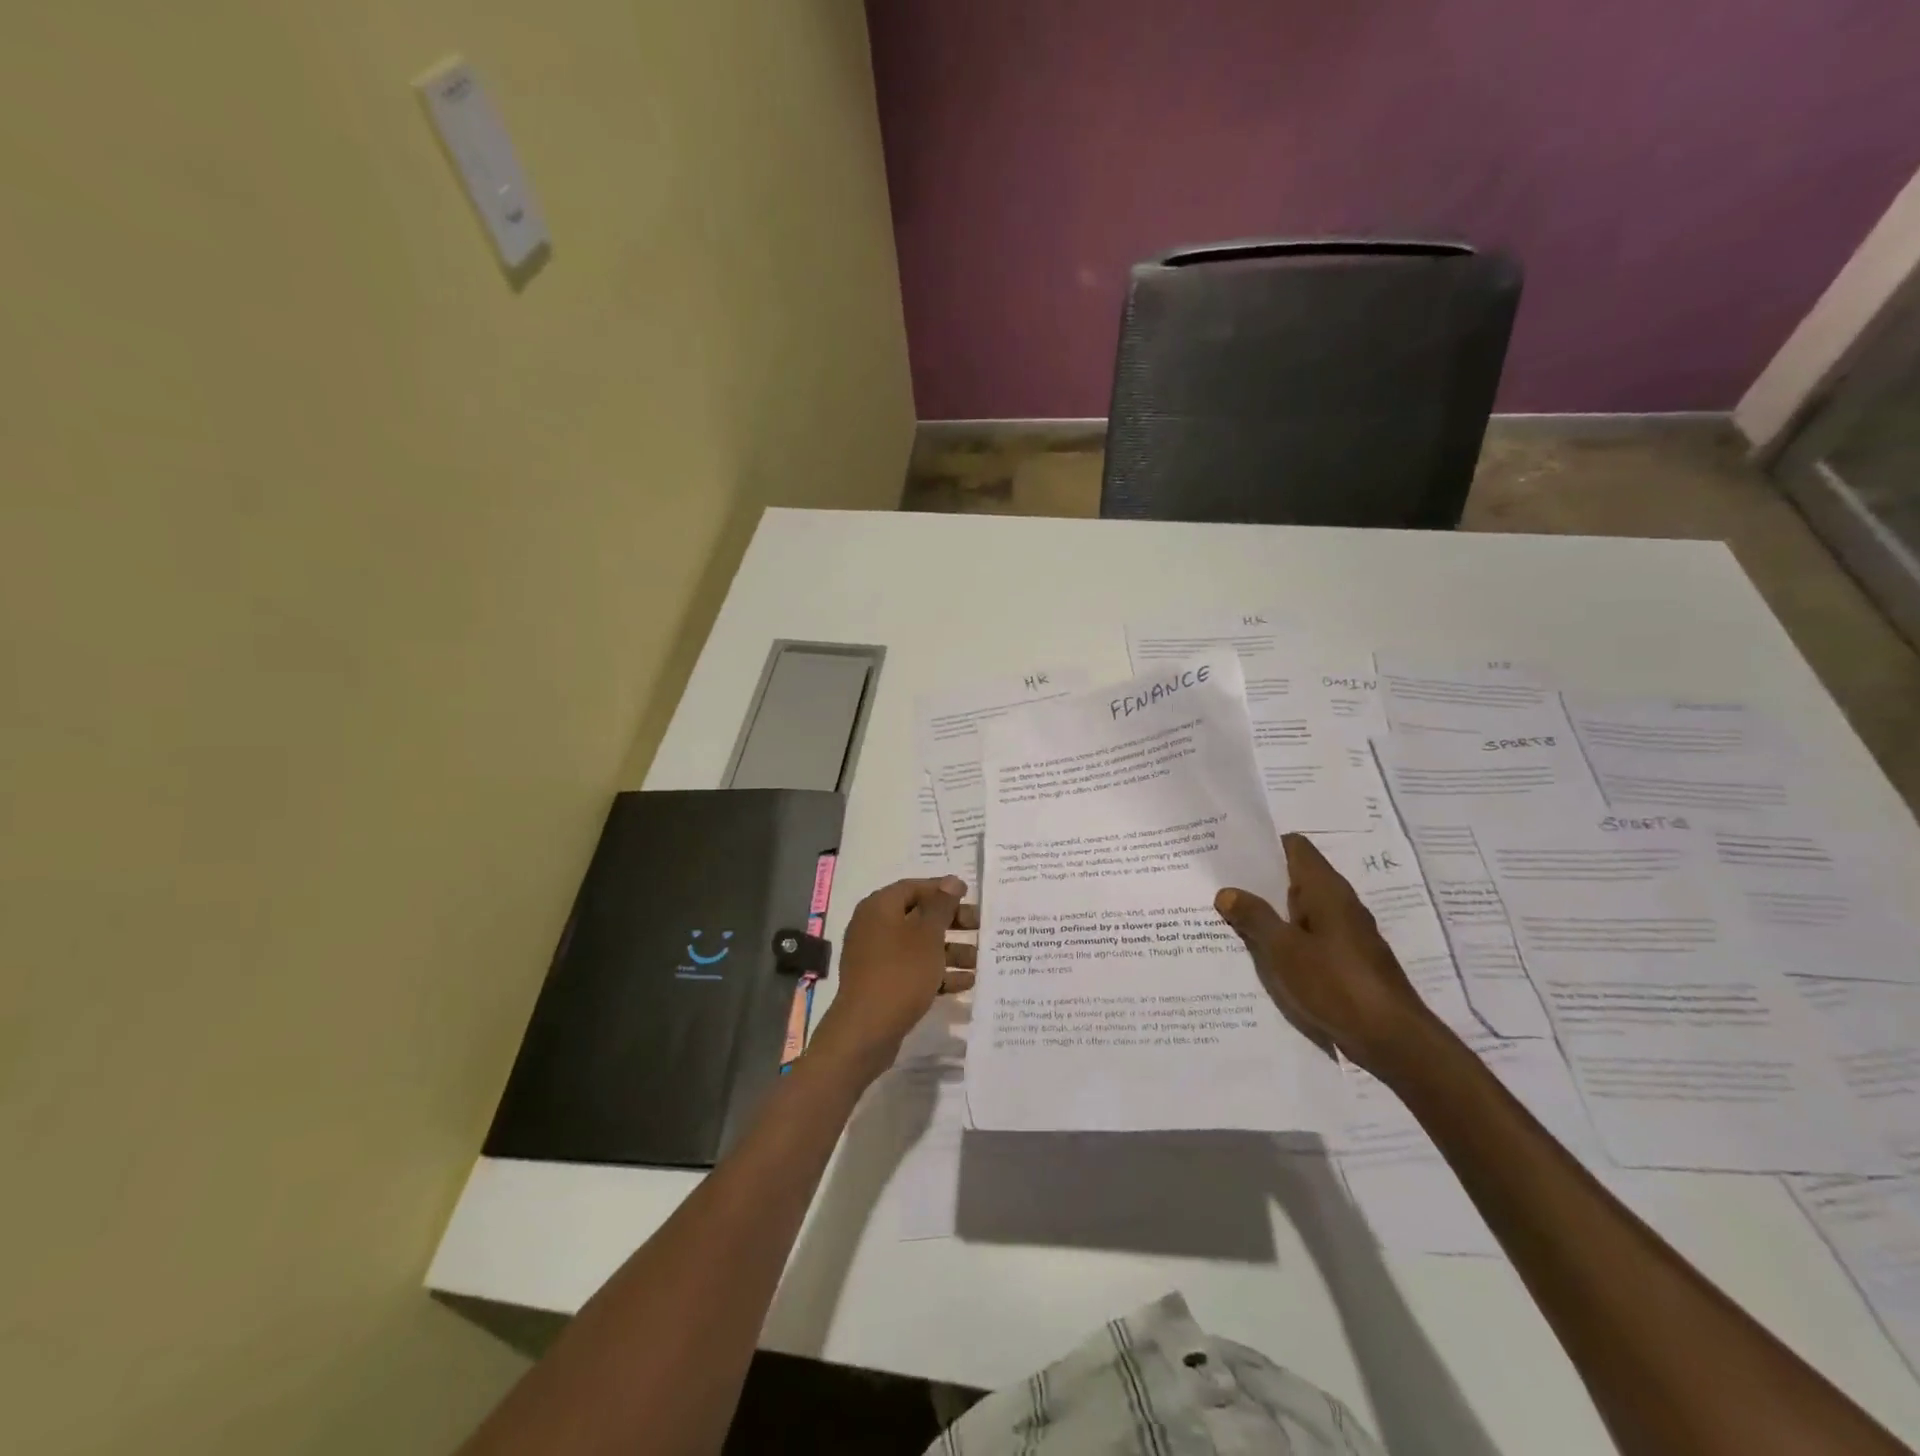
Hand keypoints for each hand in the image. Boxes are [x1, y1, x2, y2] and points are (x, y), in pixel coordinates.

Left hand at [808, 876, 978, 1079]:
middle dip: (952, 923)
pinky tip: (965, 983)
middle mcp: (874, 926)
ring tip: (979, 960)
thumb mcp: (927, 935)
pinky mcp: (882, 982)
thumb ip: (941, 906)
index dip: (943, 890)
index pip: (914, 887)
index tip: (970, 897)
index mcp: (880, 907)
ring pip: (919, 945)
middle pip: (918, 916)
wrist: (866, 1030)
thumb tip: (951, 881)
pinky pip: (913, 969)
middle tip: (980, 928)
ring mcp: (876, 956)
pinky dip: (937, 972)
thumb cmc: (900, 972)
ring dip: (950, 951)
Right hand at [1215, 833, 1438, 1076]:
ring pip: (1299, 909)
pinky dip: (1284, 937)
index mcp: (1326, 889)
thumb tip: (1227, 891)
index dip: (1262, 846)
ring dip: (1269, 911)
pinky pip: (1308, 935)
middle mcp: (1339, 903)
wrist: (1392, 1039)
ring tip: (1229, 917)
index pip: (1294, 847)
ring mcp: (1345, 932)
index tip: (1229, 853)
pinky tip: (1260, 952)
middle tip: (1218, 884)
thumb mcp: (1283, 950)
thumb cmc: (1335, 984)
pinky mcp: (1347, 959)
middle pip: (1294, 877)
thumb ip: (1254, 917)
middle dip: (1258, 881)